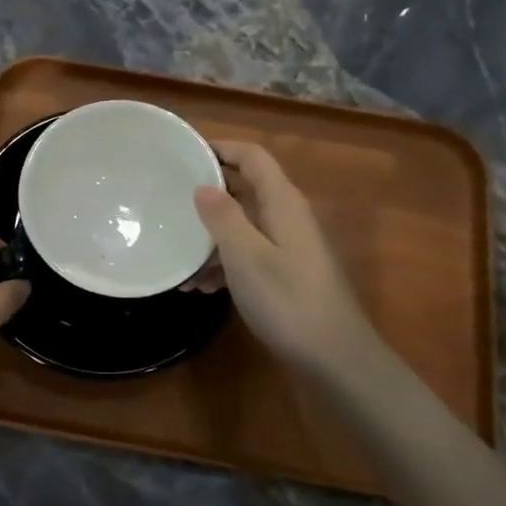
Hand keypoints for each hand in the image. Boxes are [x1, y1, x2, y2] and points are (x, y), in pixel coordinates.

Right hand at [192, 141, 383, 381]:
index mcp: (282, 202)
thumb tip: (203, 187)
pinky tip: (201, 288)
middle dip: (208, 198)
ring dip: (211, 239)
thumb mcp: (245, 256)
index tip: (185, 154)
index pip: (252, 157)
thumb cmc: (287, 300)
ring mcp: (290, 246)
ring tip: (179, 262)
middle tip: (170, 205)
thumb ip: (223, 217)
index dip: (221, 148)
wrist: (335, 357)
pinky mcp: (288, 273)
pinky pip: (250, 254)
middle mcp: (288, 216)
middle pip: (245, 190)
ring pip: (244, 226)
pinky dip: (225, 264)